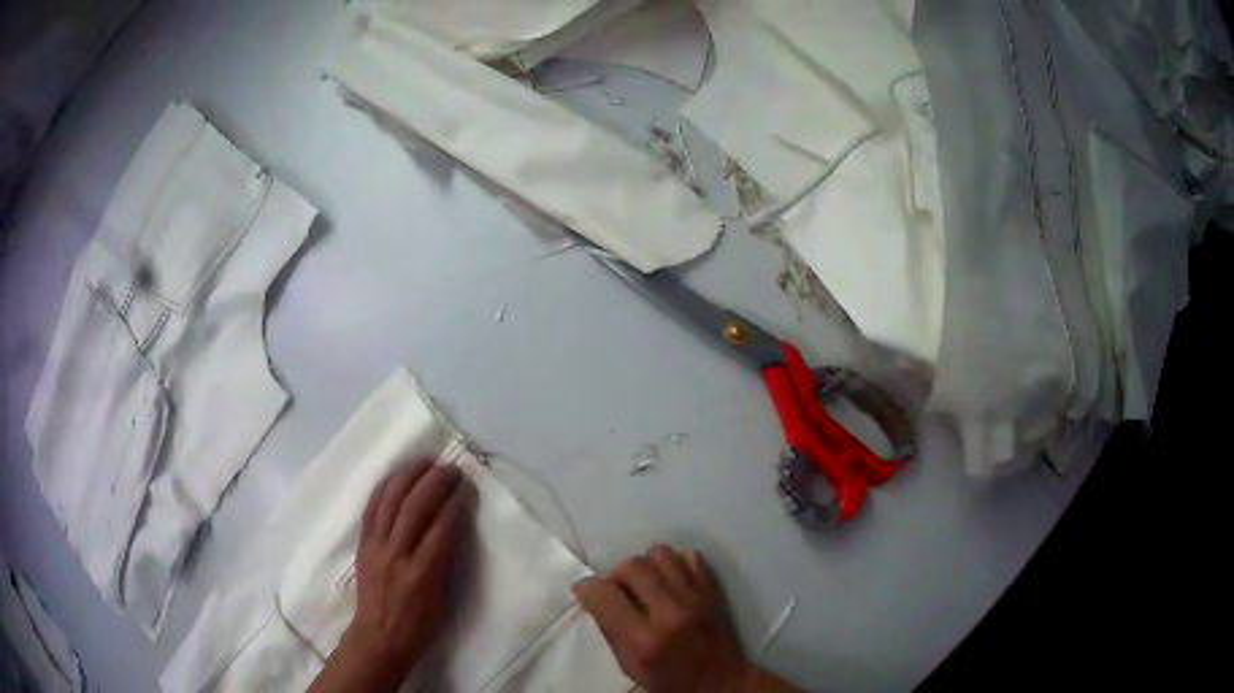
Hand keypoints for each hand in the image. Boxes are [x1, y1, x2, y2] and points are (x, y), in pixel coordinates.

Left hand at [310, 461, 474, 692]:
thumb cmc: (420, 626)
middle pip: (414, 508)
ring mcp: (376, 547)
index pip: (442, 529)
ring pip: (389, 502)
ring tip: (424, 462)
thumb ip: (447, 563)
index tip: (467, 487)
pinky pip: (371, 509)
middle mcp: (396, 555)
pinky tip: (395, 477)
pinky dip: (384, 489)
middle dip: (434, 482)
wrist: (379, 637)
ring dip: (408, 477)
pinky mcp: (363, 545)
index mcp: (422, 574)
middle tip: (450, 468)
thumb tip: (455, 528)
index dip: (456, 504)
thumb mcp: (443, 600)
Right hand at [574, 546, 795, 692]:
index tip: (586, 591)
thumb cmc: (669, 681)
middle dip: (617, 576)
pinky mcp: (714, 589)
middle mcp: (670, 612)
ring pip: (660, 553)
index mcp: (643, 640)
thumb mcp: (629, 665)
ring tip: (646, 584)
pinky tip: (671, 581)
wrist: (720, 681)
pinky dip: (675, 563)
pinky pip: (689, 556)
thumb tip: (593, 595)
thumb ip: (610, 628)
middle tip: (619, 592)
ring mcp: (696, 597)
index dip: (588, 588)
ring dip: (646, 566)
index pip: (604, 594)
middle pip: (632, 566)